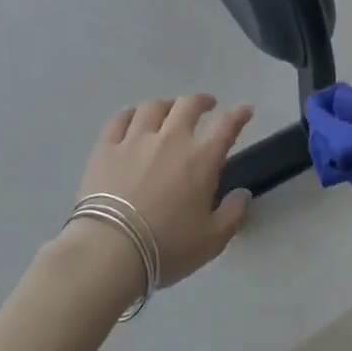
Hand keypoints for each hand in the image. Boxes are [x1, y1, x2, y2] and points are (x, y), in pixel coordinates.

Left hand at [73, 95, 255, 286]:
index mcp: (201, 159)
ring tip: (169, 109)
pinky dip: (131, 113)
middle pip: (188, 105)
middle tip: (207, 105)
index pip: (226, 126)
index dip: (239, 115)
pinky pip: (120, 119)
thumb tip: (242, 193)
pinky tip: (134, 117)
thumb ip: (233, 213)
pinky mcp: (106, 148)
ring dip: (167, 104)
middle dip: (202, 101)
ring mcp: (135, 140)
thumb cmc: (167, 247)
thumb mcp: (212, 239)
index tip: (245, 110)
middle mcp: (170, 139)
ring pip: (153, 107)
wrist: (110, 249)